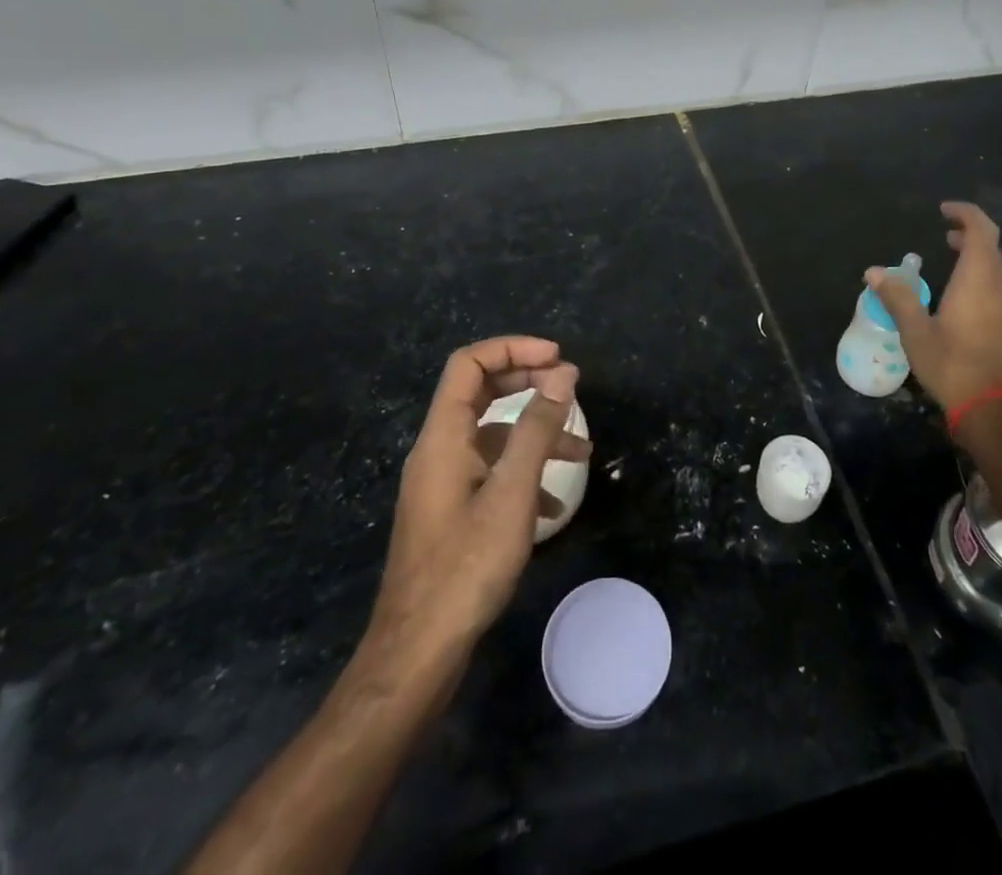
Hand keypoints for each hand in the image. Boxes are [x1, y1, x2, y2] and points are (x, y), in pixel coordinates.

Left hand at [368, 337, 590, 660]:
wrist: (418, 653)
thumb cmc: (466, 566)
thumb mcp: (512, 492)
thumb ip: (537, 428)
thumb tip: (563, 374)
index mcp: (443, 436)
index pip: (469, 364)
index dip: (513, 348)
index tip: (558, 359)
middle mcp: (438, 450)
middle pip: (480, 392)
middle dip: (527, 382)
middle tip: (570, 388)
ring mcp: (443, 483)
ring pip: (491, 436)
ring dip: (535, 433)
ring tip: (583, 450)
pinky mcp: (451, 512)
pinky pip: (490, 472)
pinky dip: (523, 472)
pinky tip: (555, 503)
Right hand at [867, 201, 1001, 413]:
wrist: (997, 410)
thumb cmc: (954, 365)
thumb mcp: (916, 332)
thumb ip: (898, 298)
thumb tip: (874, 271)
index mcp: (978, 280)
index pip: (981, 231)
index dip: (966, 214)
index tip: (944, 211)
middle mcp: (999, 288)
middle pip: (992, 248)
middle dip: (970, 236)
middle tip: (946, 236)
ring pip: (999, 270)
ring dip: (980, 258)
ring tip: (954, 260)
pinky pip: (1000, 289)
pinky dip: (984, 278)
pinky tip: (965, 296)